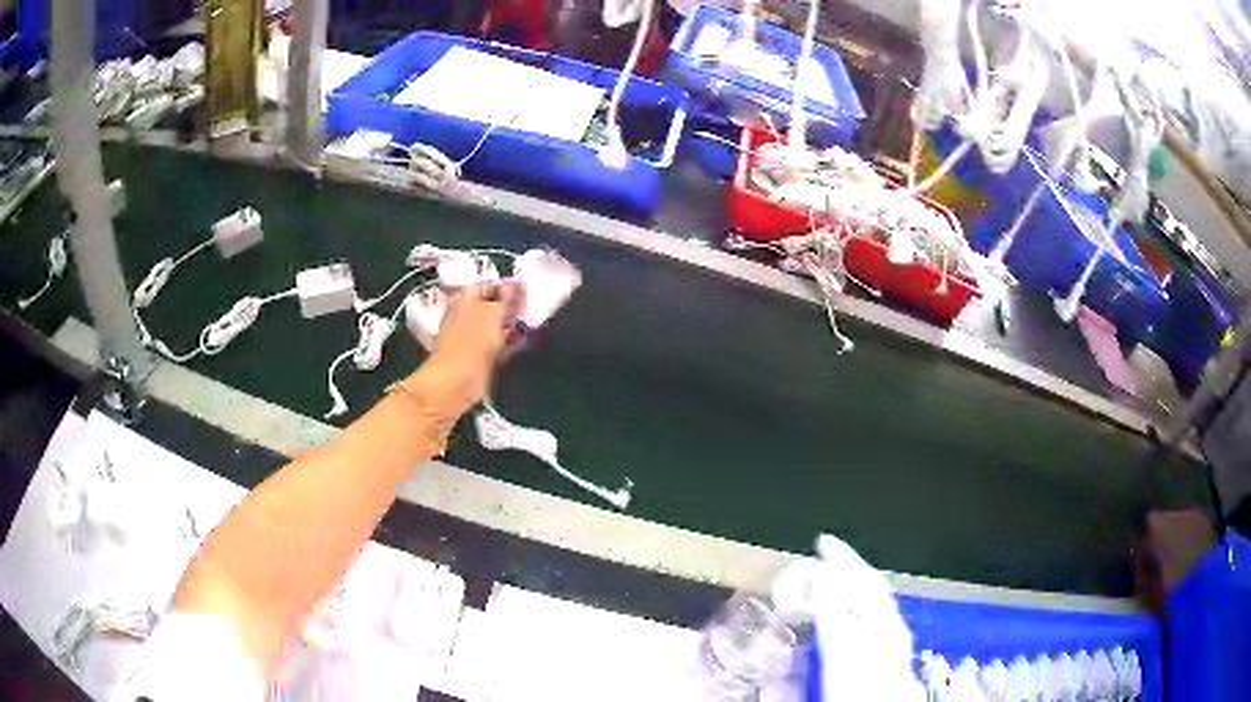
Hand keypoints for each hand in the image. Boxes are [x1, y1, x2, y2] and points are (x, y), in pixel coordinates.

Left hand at [404, 282, 520, 419]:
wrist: (454, 385)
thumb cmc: (469, 347)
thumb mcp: (491, 315)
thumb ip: (504, 299)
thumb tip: (513, 286)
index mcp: (466, 300)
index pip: (488, 284)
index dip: (507, 285)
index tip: (526, 289)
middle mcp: (468, 316)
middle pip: (493, 304)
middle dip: (512, 305)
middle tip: (531, 307)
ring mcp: (473, 337)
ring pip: (497, 324)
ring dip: (512, 324)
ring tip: (531, 323)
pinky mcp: (479, 356)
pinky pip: (497, 343)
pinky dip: (509, 342)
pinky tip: (522, 342)